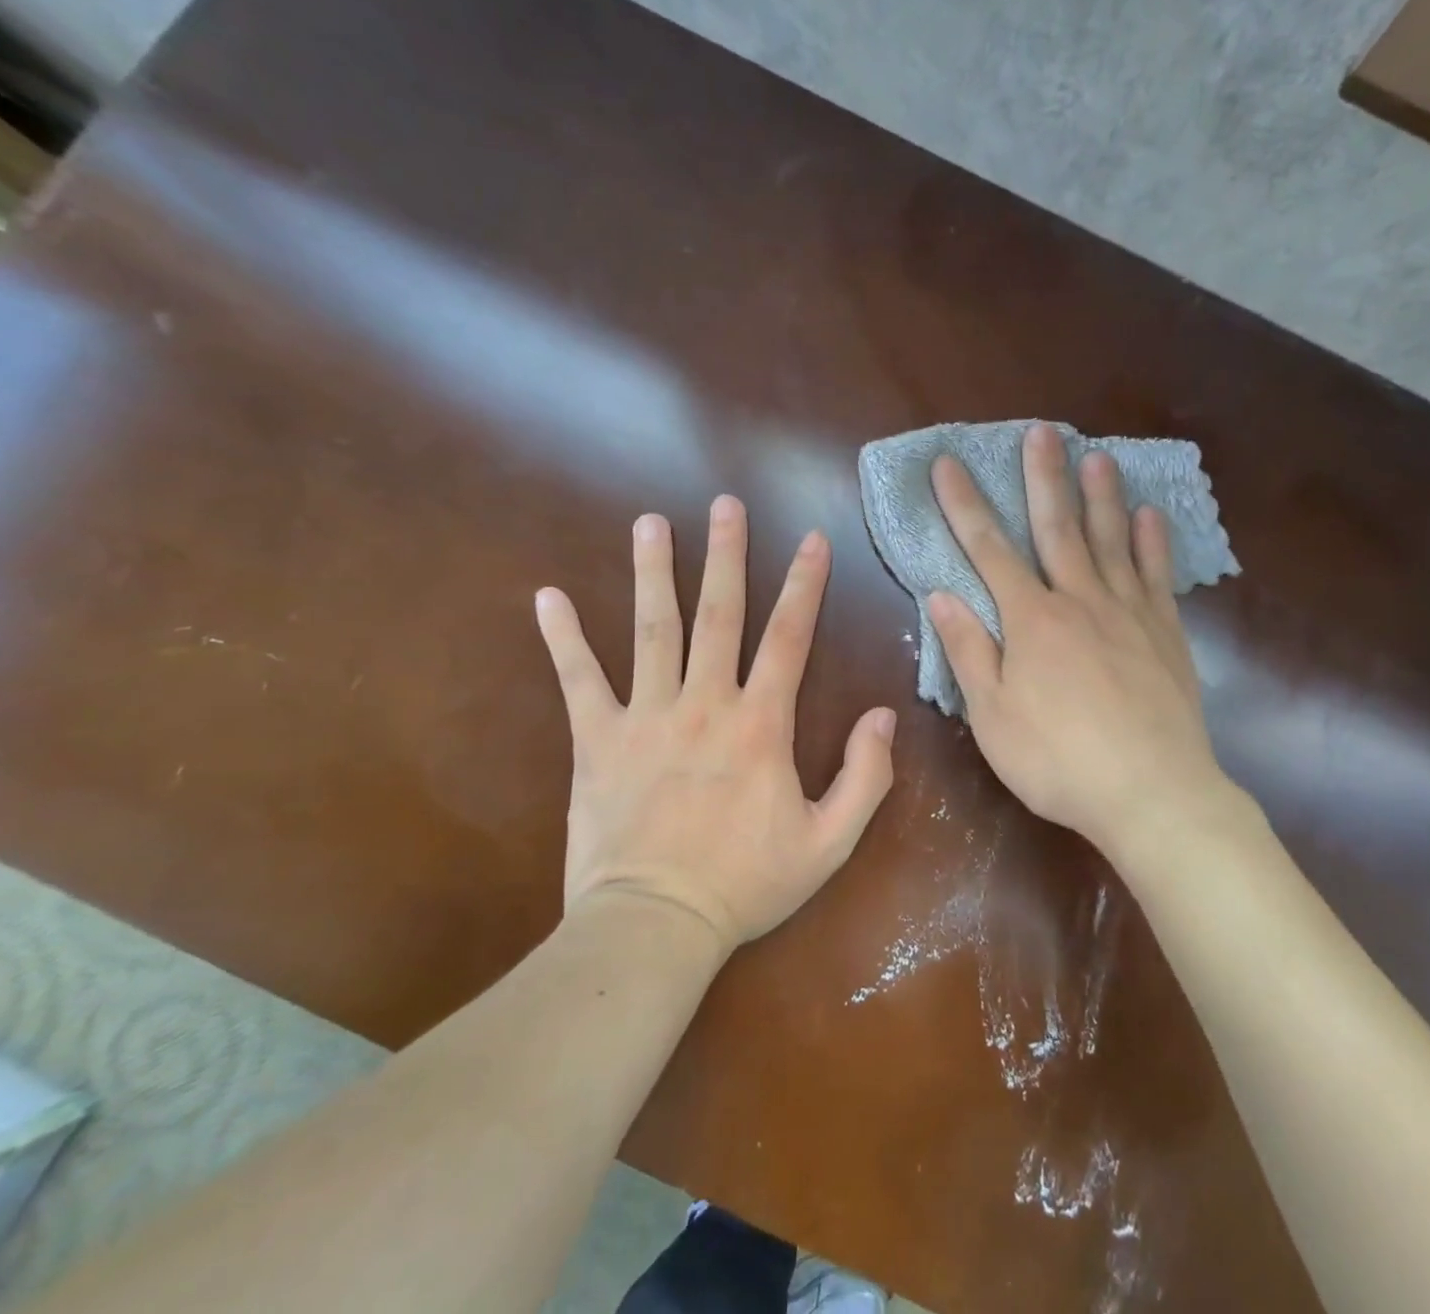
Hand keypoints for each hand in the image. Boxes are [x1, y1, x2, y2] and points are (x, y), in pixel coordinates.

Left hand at [534, 497, 896, 950]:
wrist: (655, 925)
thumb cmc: (746, 884)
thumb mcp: (829, 842)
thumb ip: (865, 777)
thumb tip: (883, 716)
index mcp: (760, 724)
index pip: (789, 637)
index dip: (804, 584)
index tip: (811, 539)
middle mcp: (704, 703)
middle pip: (717, 614)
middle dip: (725, 554)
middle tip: (724, 504)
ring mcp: (646, 717)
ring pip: (650, 630)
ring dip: (652, 572)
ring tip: (650, 523)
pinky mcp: (597, 741)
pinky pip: (578, 681)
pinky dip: (562, 638)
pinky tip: (547, 597)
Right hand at [928, 423, 1229, 854]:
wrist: (1152, 793)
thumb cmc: (1058, 761)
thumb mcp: (992, 716)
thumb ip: (968, 650)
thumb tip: (940, 595)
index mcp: (1031, 620)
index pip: (988, 550)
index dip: (964, 505)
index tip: (948, 464)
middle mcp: (1079, 600)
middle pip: (1057, 527)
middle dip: (1043, 477)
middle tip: (1040, 431)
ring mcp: (1128, 613)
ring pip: (1111, 540)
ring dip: (1101, 495)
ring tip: (1096, 455)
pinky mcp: (1165, 633)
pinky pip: (1157, 575)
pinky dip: (1152, 542)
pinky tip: (1150, 515)